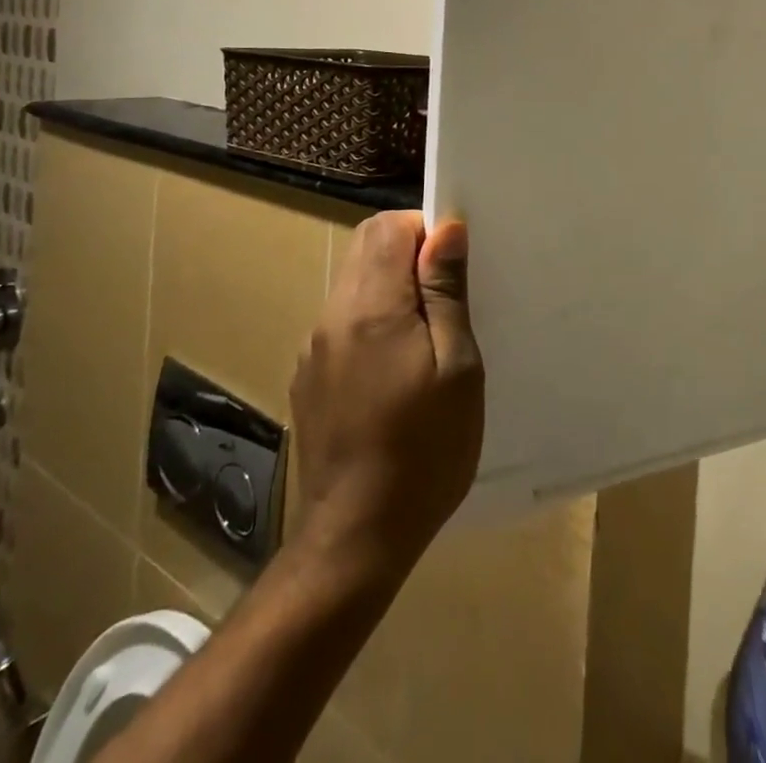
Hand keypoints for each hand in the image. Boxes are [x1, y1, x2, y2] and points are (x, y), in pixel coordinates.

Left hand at [289, 212, 483, 582]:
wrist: (356, 538)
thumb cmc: (425, 449)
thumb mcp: (457, 367)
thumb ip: (446, 291)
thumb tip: (446, 229)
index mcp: (371, 307)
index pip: (388, 226)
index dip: (425, 229)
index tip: (454, 266)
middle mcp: (333, 316)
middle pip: (366, 246)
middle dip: (408, 251)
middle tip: (447, 297)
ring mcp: (314, 348)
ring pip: (354, 282)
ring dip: (391, 287)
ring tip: (426, 337)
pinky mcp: (309, 377)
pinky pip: (343, 321)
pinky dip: (372, 320)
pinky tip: (395, 371)